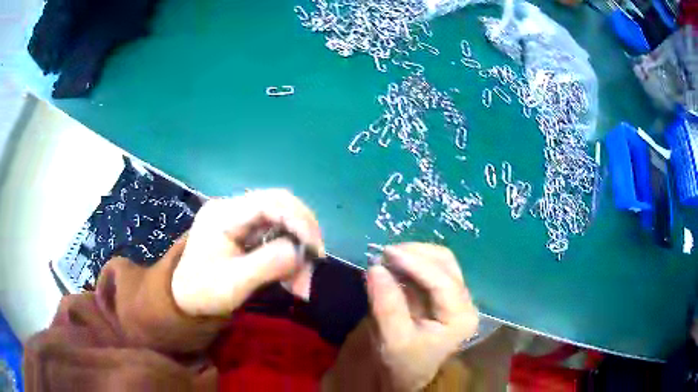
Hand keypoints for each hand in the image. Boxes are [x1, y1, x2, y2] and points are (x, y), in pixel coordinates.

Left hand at [171, 189, 324, 316]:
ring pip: (282, 220)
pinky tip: (293, 276)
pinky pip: (276, 234)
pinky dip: (289, 255)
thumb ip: (267, 264)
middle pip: (279, 204)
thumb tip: (300, 251)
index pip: (268, 202)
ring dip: (298, 246)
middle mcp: (233, 209)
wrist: (185, 298)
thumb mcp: (233, 284)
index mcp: (223, 215)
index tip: (314, 249)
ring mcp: (240, 219)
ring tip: (303, 279)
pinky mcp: (246, 231)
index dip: (297, 220)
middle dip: (303, 230)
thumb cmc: (203, 292)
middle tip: (316, 258)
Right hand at [367, 243, 478, 390]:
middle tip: (384, 254)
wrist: (406, 375)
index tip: (386, 252)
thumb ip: (386, 305)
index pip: (443, 282)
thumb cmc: (402, 363)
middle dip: (415, 253)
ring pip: (440, 261)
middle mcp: (465, 302)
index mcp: (460, 318)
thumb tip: (376, 267)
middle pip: (446, 264)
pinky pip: (431, 268)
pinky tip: (395, 264)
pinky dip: (412, 262)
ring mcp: (456, 296)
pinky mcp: (443, 294)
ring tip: (387, 258)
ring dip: (414, 254)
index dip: (415, 263)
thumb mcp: (392, 340)